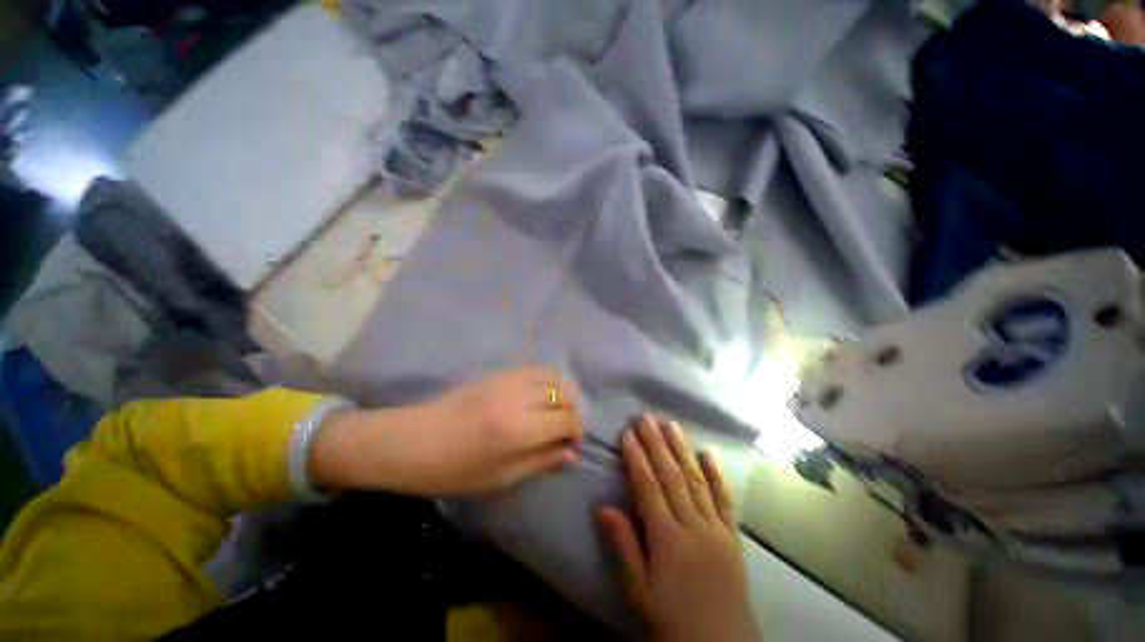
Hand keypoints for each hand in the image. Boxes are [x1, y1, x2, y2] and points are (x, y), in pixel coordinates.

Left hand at [310, 367, 583, 495]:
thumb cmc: (454, 470)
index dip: (576, 433)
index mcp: (520, 428)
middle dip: (572, 412)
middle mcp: (520, 397)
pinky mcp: (500, 372)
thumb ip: (541, 461)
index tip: (571, 446)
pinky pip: (535, 369)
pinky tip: (538, 397)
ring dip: (562, 392)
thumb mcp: (501, 477)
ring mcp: (510, 380)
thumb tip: (571, 453)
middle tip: (563, 429)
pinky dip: (546, 381)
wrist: (412, 441)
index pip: (568, 420)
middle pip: (566, 393)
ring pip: (554, 375)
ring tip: (554, 410)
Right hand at [598, 415, 759, 641]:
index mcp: (668, 540)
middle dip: (656, 443)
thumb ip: (624, 547)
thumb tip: (603, 507)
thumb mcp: (639, 593)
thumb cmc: (673, 621)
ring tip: (670, 424)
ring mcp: (717, 528)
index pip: (648, 488)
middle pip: (672, 476)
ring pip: (696, 480)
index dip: (637, 459)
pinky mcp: (733, 535)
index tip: (627, 434)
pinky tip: (709, 453)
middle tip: (646, 417)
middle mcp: (693, 526)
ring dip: (682, 449)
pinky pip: (725, 499)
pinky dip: (717, 474)